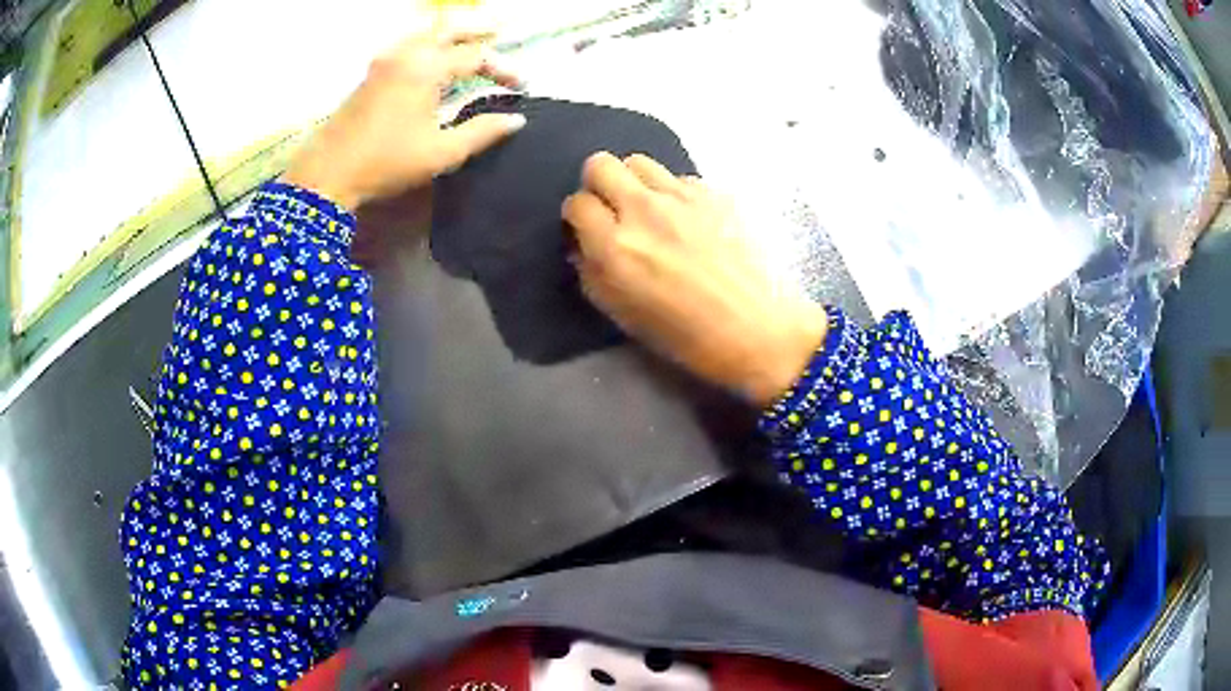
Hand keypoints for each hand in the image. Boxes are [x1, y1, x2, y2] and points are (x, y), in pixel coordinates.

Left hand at [283, 27, 524, 210]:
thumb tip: (516, 120)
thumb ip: (482, 132)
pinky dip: (429, 42)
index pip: (476, 56)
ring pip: (425, 32)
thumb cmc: (386, 163)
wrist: (327, 173)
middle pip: (449, 28)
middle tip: (501, 31)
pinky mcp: (372, 73)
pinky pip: (408, 44)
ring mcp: (385, 61)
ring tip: (470, 40)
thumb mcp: (441, 153)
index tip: (521, 87)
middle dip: (478, 29)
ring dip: (451, 33)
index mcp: (426, 69)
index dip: (503, 68)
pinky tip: (434, 56)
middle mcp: (407, 54)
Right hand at [564, 153, 827, 406]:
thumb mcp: (623, 315)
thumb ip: (593, 272)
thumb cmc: (687, 335)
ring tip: (648, 209)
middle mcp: (644, 211)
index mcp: (616, 247)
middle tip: (612, 209)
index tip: (588, 229)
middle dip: (598, 184)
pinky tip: (689, 220)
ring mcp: (682, 197)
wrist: (758, 328)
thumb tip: (585, 244)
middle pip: (601, 165)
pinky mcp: (714, 193)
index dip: (578, 217)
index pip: (576, 204)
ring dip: (634, 182)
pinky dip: (673, 194)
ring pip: (639, 162)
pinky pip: (679, 177)